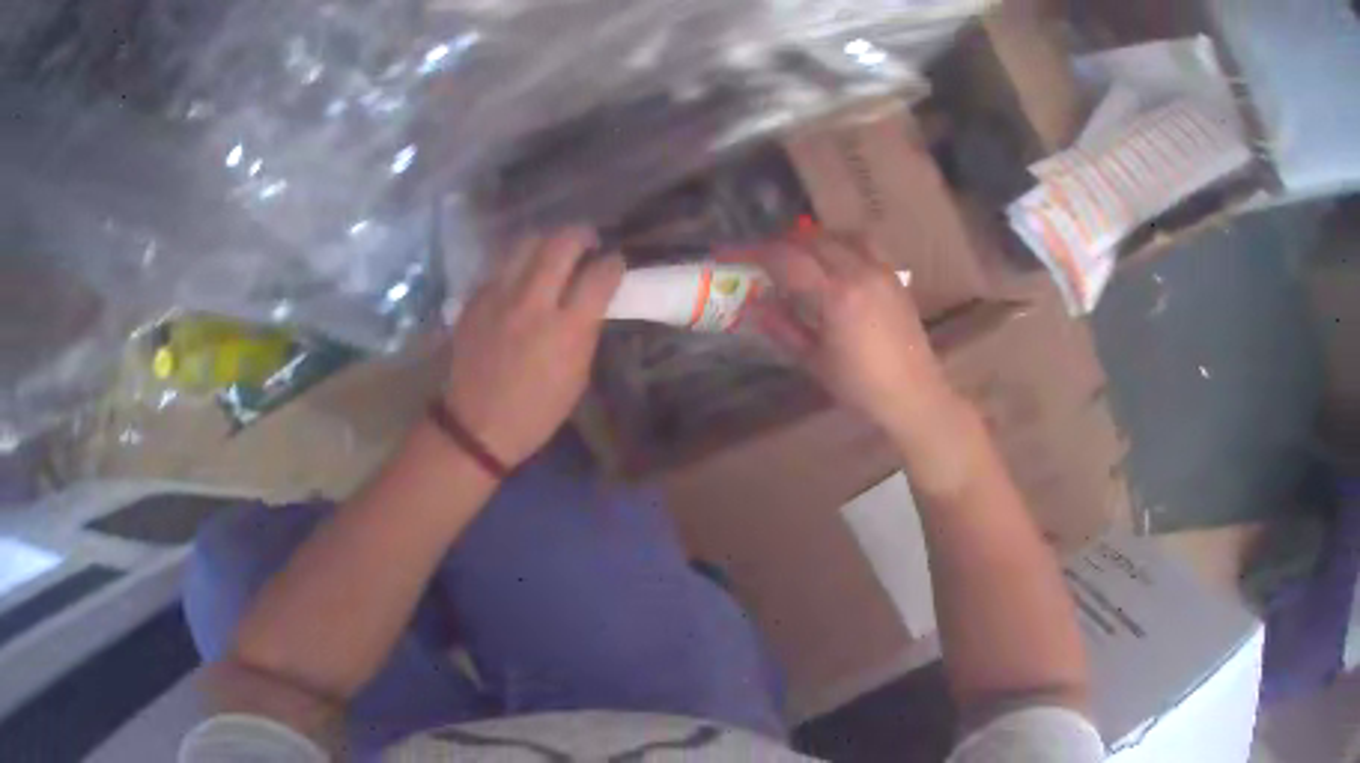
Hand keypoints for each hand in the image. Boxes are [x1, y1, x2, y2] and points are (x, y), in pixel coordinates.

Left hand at [443, 228, 623, 468]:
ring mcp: (498, 297)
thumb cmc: (537, 411)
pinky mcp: (474, 299)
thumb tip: (592, 300)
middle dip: (582, 235)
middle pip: (561, 243)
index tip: (615, 263)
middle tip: (587, 242)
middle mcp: (532, 303)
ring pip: (526, 243)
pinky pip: (501, 266)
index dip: (613, 263)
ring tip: (554, 252)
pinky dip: (518, 265)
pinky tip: (522, 279)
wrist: (476, 426)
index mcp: (566, 329)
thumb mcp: (577, 376)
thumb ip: (585, 330)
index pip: (599, 275)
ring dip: (547, 241)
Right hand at [751, 235, 968, 444]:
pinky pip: (864, 244)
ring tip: (794, 254)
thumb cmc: (861, 387)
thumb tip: (752, 304)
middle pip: (810, 239)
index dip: (752, 251)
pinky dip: (840, 242)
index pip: (786, 258)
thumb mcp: (815, 362)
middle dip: (778, 242)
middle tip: (757, 256)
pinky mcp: (894, 276)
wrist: (914, 395)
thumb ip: (782, 328)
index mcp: (836, 296)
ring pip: (838, 235)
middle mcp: (859, 273)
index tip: (728, 253)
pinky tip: (832, 260)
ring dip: (810, 238)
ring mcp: (881, 271)